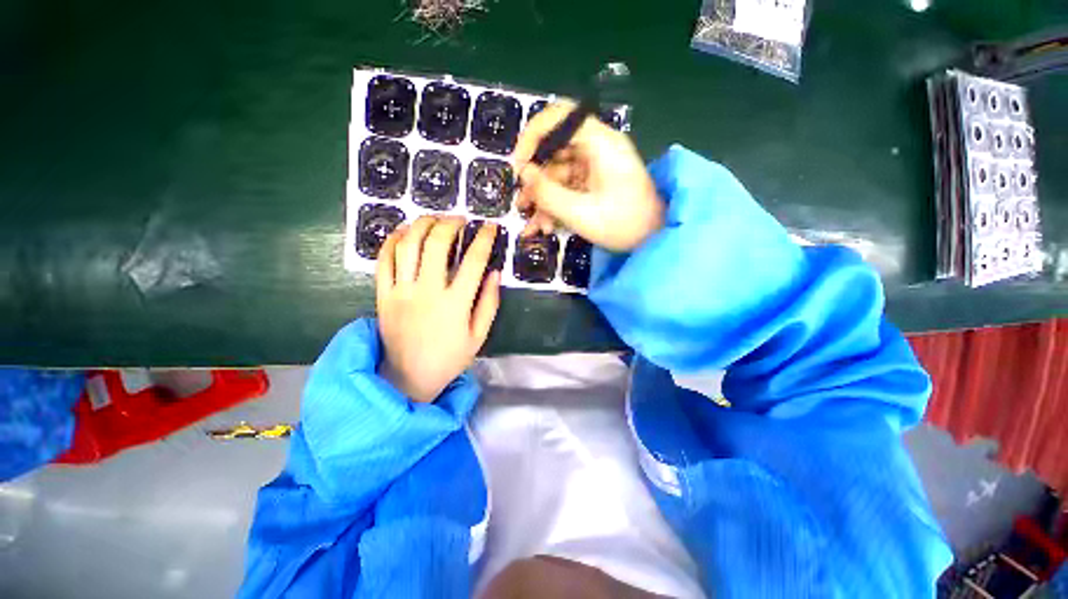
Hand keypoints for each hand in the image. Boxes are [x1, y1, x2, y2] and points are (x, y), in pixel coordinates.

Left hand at [376, 216, 500, 402]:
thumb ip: (489, 303)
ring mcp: (401, 291)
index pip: (473, 261)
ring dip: (422, 225)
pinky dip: (393, 241)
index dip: (484, 239)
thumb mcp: (479, 336)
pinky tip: (404, 232)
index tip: (490, 226)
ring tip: (434, 218)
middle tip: (460, 218)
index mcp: (455, 304)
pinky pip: (383, 260)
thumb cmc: (449, 358)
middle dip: (450, 223)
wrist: (408, 378)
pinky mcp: (383, 295)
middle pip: (437, 244)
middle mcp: (427, 292)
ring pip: (408, 246)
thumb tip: (495, 273)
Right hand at [512, 100, 664, 251]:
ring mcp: (595, 166)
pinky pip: (567, 188)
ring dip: (543, 200)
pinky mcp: (593, 183)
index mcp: (600, 143)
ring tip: (532, 225)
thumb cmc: (624, 225)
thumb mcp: (581, 213)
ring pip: (557, 174)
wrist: (653, 241)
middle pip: (554, 150)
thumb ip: (548, 193)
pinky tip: (545, 227)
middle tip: (522, 203)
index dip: (533, 136)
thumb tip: (523, 174)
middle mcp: (596, 148)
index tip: (518, 164)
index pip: (559, 117)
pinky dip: (555, 206)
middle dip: (535, 180)